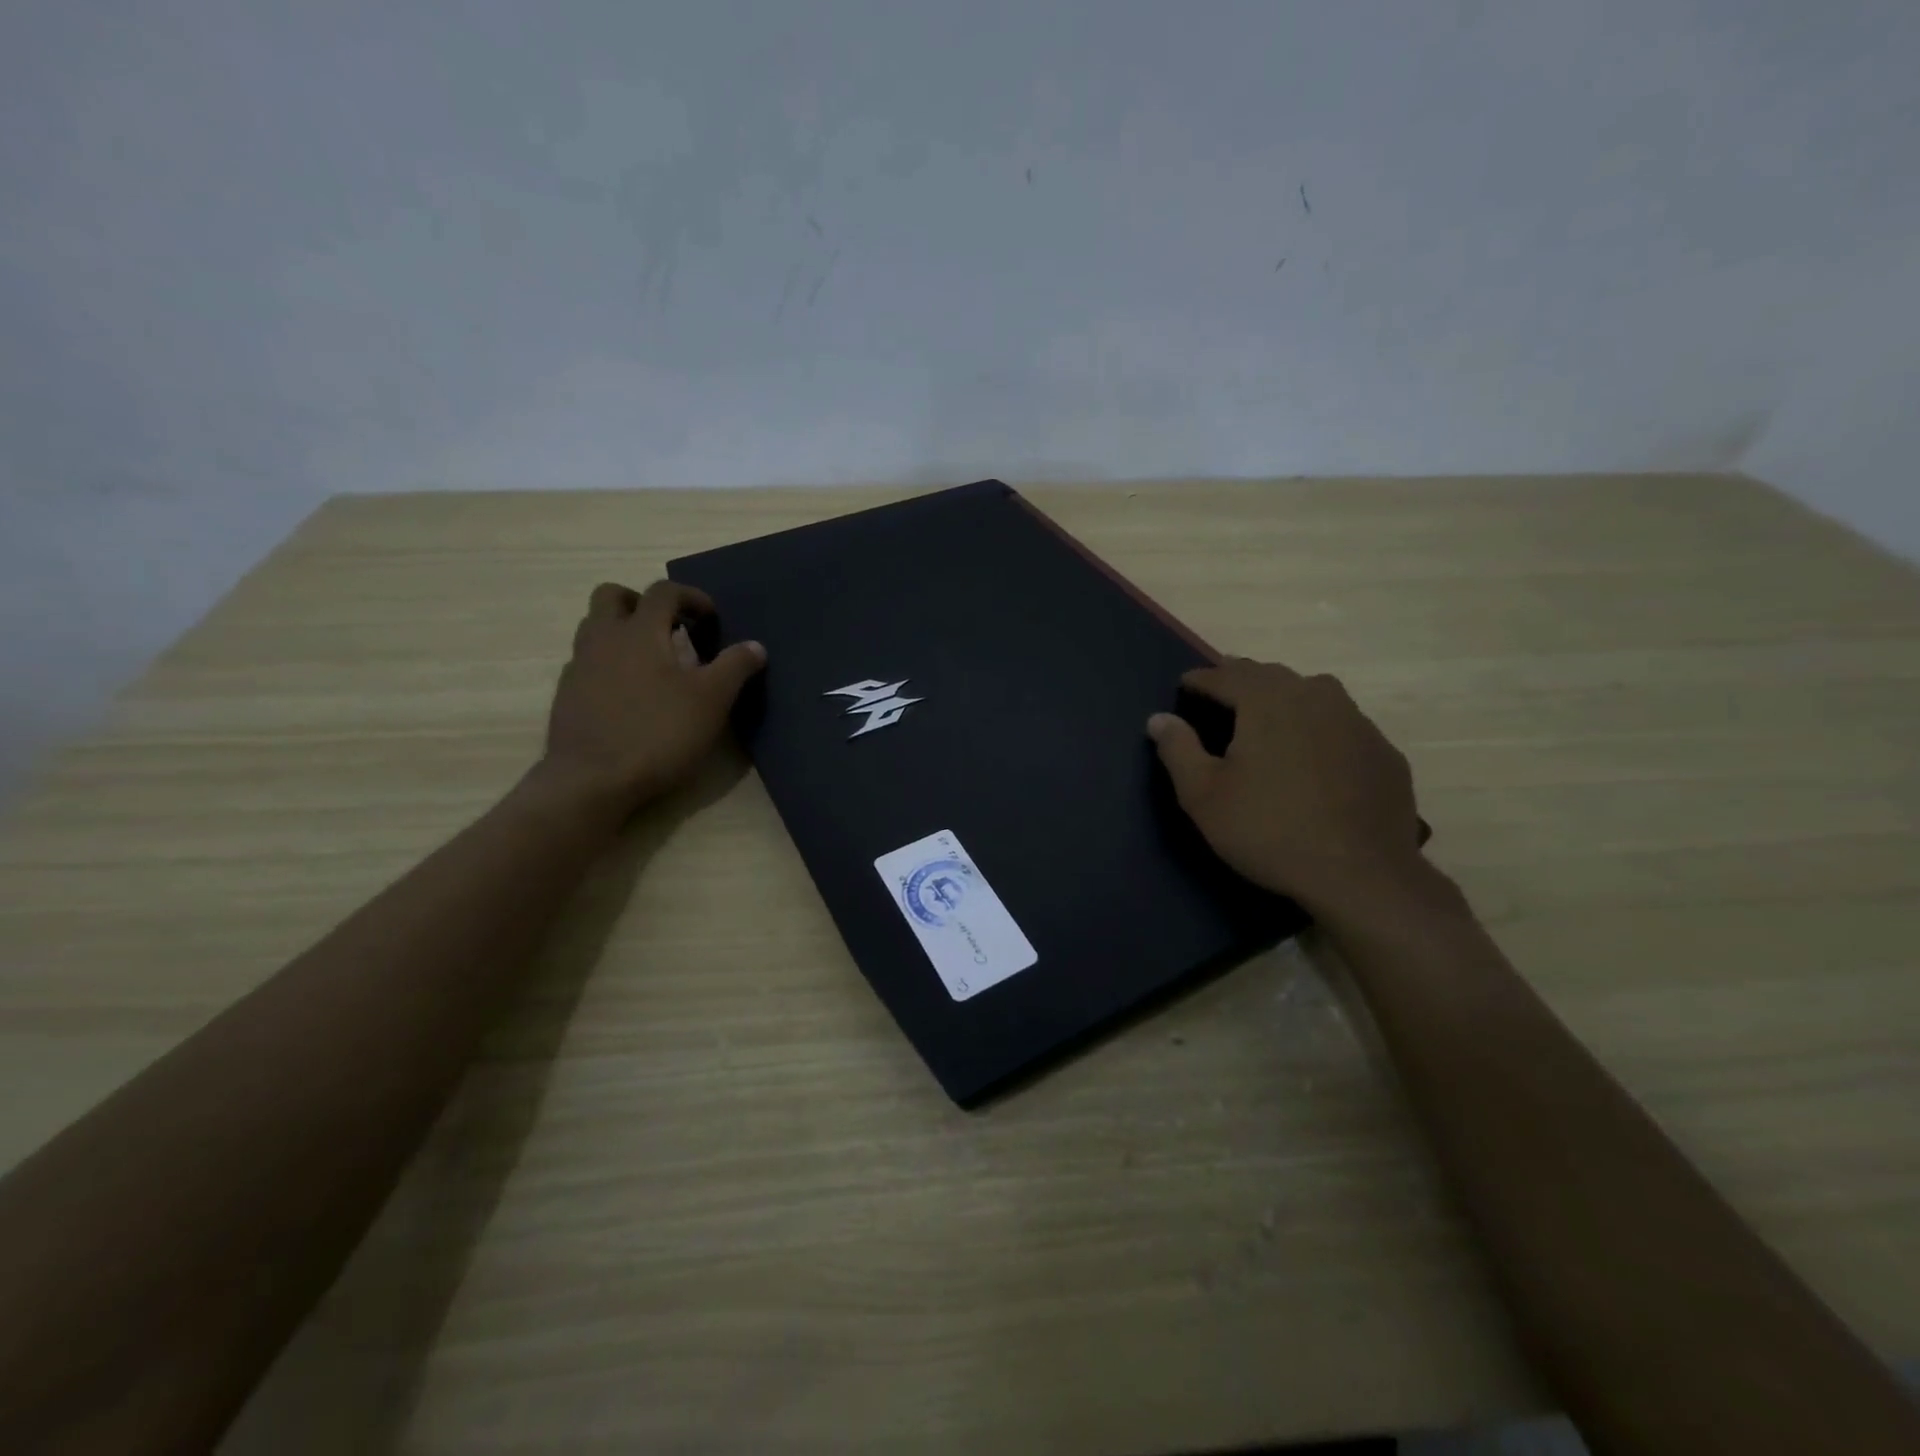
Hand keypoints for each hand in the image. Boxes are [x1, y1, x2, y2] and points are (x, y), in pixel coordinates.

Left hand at [534, 580, 765, 815]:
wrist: (592, 781)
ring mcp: (579, 666)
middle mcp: (603, 639)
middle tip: (669, 627)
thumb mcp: (711, 701)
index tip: (710, 618)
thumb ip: (735, 667)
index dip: (690, 596)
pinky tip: (630, 694)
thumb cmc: (658, 733)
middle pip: (612, 596)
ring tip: (651, 660)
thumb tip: (755, 646)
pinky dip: (609, 664)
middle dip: (642, 602)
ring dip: (622, 631)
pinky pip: (587, 663)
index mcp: (640, 631)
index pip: (663, 591)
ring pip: (594, 628)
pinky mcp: (567, 696)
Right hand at [1147, 658, 1426, 919]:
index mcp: (1267, 701)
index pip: (1225, 675)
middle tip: (1220, 694)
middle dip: (1240, 680)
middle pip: (1269, 676)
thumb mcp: (1204, 795)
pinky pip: (1340, 724)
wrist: (1361, 875)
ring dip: (1282, 697)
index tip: (1183, 685)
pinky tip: (1312, 755)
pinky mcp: (1382, 750)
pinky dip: (1317, 727)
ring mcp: (1356, 721)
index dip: (1200, 679)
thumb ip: (1178, 749)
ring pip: (1311, 693)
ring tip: (1266, 716)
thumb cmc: (1269, 830)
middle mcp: (1314, 696)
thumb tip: (1159, 718)